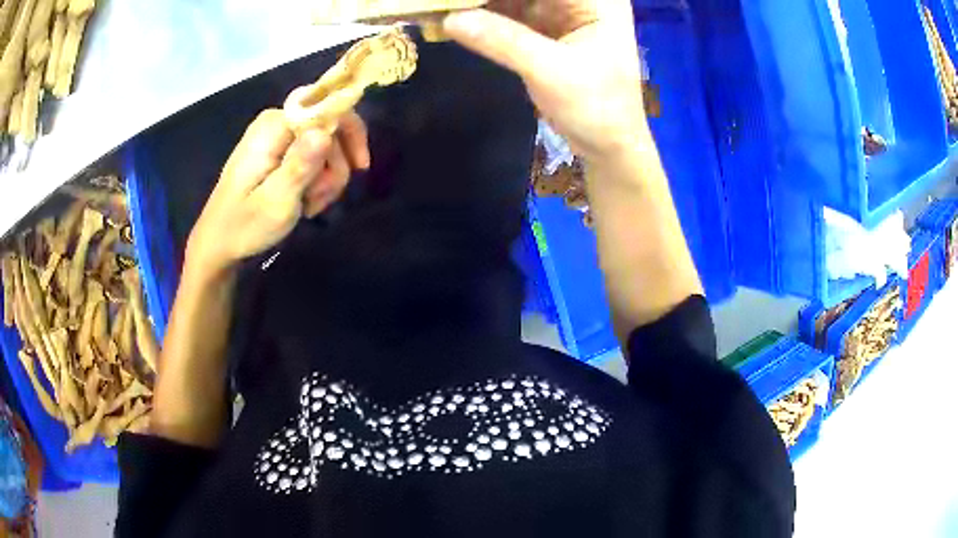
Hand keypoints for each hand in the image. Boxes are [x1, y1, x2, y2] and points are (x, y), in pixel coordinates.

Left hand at [187, 109, 368, 272]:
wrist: (219, 243)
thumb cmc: (243, 226)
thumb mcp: (275, 202)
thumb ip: (299, 166)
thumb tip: (324, 132)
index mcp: (274, 126)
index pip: (325, 105)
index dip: (350, 130)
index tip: (360, 166)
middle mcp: (277, 122)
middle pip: (329, 127)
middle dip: (335, 165)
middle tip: (323, 199)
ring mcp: (277, 137)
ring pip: (325, 145)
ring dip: (326, 178)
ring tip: (311, 206)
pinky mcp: (277, 152)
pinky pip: (312, 156)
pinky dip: (316, 181)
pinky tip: (306, 202)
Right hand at [443, 0, 646, 163]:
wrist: (609, 145)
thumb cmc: (598, 109)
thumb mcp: (553, 72)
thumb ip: (504, 41)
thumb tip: (449, 19)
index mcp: (596, 0)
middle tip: (441, 3)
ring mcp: (559, 11)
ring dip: (476, 4)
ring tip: (438, 8)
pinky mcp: (543, 28)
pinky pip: (506, 13)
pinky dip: (480, 17)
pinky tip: (450, 18)